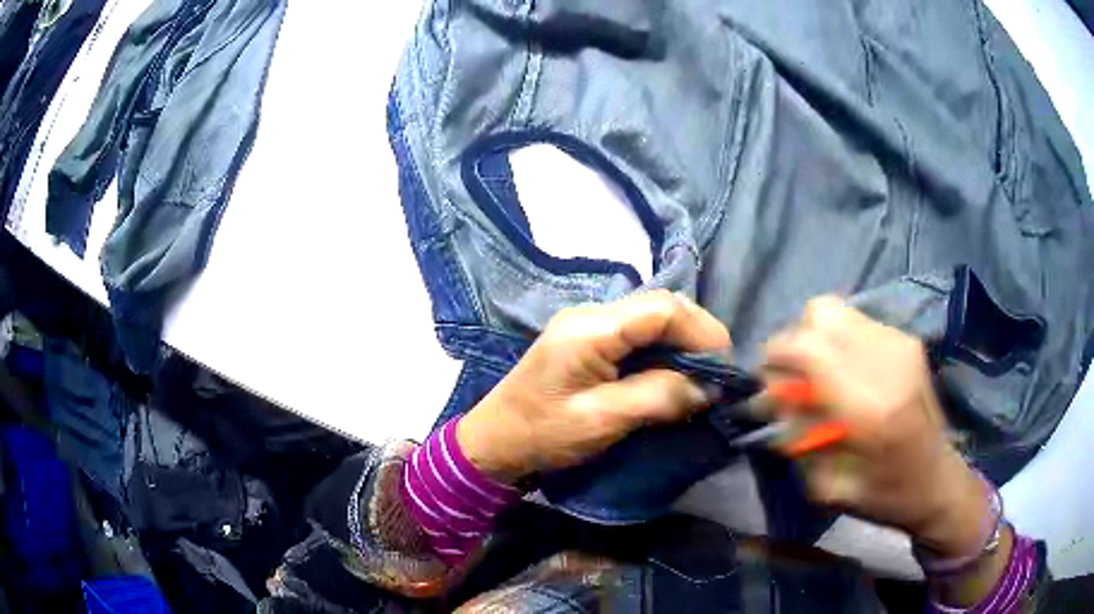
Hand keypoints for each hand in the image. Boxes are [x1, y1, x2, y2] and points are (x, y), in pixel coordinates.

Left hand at [457, 290, 729, 483]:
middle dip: (696, 335)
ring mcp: (587, 324)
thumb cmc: (541, 434)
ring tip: (702, 375)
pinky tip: (673, 374)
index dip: (701, 331)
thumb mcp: (602, 420)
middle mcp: (591, 314)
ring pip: (651, 318)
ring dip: (681, 343)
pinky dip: (662, 350)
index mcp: (590, 328)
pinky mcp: (587, 340)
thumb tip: (707, 388)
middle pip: (659, 307)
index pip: (662, 309)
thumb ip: (657, 397)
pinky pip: (636, 334)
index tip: (724, 366)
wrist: (493, 441)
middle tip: (718, 372)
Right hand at [763, 297, 987, 557]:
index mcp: (870, 407)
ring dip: (816, 341)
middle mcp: (887, 361)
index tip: (766, 383)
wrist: (938, 480)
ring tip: (819, 378)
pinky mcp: (907, 340)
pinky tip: (844, 375)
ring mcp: (901, 344)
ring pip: (836, 312)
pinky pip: (855, 322)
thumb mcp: (827, 487)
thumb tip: (772, 397)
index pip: (807, 347)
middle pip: (819, 314)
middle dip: (794, 343)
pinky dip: (838, 342)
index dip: (776, 357)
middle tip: (792, 380)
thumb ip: (796, 437)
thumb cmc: (884, 495)